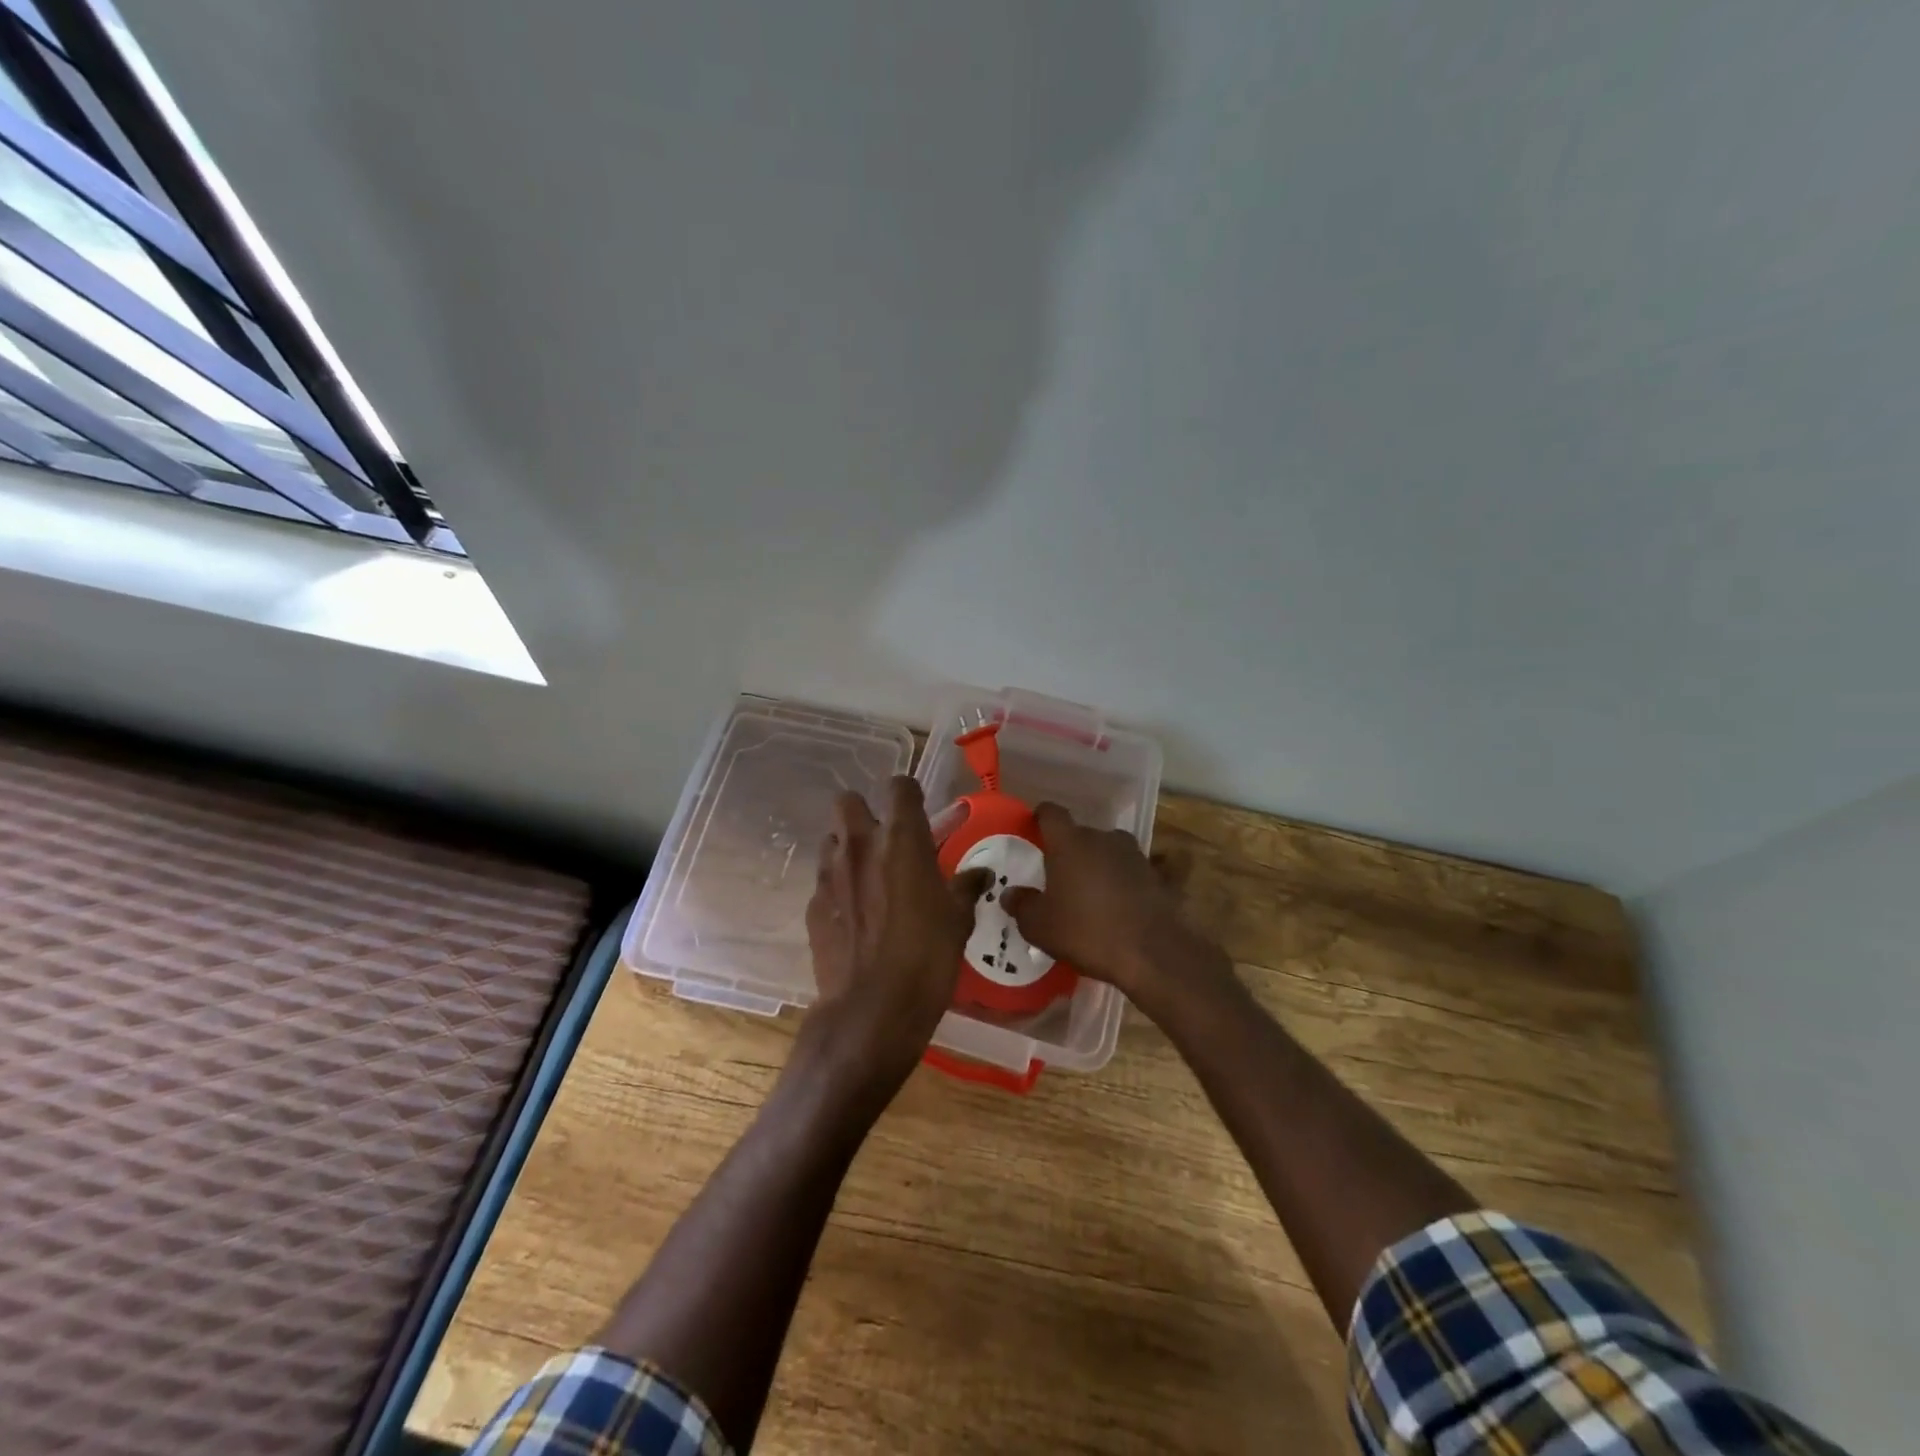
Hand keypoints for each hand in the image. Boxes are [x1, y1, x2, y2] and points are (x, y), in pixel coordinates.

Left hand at [803, 777, 991, 1096]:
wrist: (872, 1011)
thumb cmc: (927, 958)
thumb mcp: (958, 921)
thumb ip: (966, 888)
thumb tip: (981, 874)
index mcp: (902, 840)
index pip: (899, 786)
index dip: (909, 794)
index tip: (919, 813)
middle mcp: (860, 846)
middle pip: (848, 801)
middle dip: (864, 812)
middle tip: (886, 840)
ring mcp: (830, 874)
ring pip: (831, 839)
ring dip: (847, 848)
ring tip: (867, 876)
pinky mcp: (812, 904)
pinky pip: (824, 880)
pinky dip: (837, 887)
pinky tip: (853, 914)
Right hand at [1003, 803, 1230, 1015]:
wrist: (1151, 952)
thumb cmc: (1086, 931)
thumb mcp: (1040, 926)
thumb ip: (1022, 905)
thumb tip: (1011, 894)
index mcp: (1069, 842)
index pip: (1051, 813)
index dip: (1041, 818)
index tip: (1034, 829)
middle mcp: (1102, 838)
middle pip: (1081, 835)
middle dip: (1070, 851)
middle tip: (1060, 877)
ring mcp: (1134, 855)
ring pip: (1109, 851)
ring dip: (1100, 865)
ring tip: (1092, 893)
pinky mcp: (1158, 876)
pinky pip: (1135, 872)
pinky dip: (1127, 882)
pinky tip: (1123, 903)